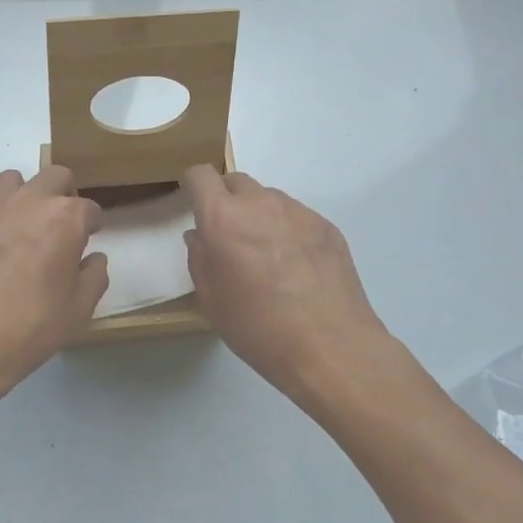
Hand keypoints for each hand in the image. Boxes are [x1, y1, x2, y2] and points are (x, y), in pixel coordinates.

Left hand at [0, 166, 106, 404]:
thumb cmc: (29, 328)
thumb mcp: (78, 310)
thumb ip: (94, 275)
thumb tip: (92, 258)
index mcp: (66, 219)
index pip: (89, 209)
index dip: (91, 225)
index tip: (86, 240)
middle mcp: (30, 199)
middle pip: (55, 177)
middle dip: (63, 195)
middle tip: (57, 225)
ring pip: (13, 180)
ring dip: (22, 196)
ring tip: (17, 225)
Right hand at [183, 165, 390, 401]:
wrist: (330, 346)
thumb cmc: (258, 327)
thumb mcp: (212, 299)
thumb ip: (200, 259)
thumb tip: (201, 236)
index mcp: (224, 219)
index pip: (202, 176)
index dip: (193, 184)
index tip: (192, 200)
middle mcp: (261, 204)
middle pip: (236, 181)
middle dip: (226, 199)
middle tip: (228, 235)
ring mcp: (298, 212)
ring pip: (268, 199)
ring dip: (258, 214)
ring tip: (265, 254)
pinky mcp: (327, 227)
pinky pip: (296, 216)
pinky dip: (286, 230)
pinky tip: (294, 266)